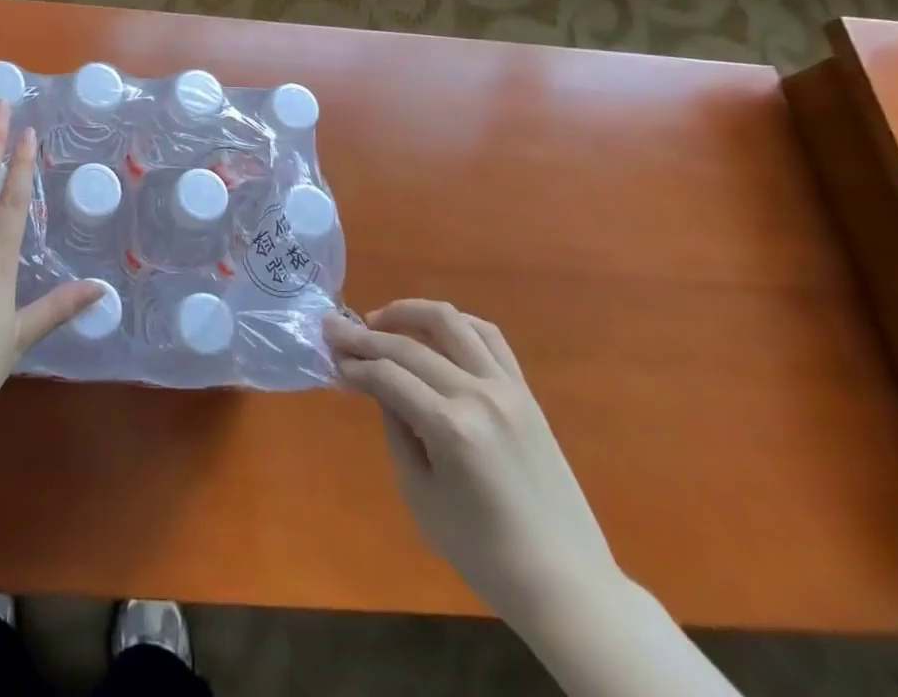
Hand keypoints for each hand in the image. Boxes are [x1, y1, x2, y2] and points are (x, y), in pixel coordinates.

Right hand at [325, 300, 619, 625]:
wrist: (567, 584)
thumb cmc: (484, 553)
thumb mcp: (421, 496)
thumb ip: (396, 430)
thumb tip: (374, 385)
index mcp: (452, 428)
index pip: (387, 376)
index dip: (353, 365)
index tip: (330, 358)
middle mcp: (479, 395)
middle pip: (409, 346)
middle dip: (364, 335)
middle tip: (334, 329)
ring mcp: (507, 388)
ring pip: (450, 322)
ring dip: (408, 312)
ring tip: (380, 321)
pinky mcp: (525, 392)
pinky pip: (488, 336)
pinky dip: (455, 323)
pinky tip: (431, 331)